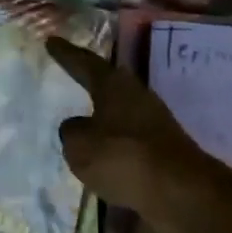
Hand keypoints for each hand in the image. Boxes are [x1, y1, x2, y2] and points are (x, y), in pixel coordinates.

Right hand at [46, 36, 225, 232]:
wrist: (180, 191)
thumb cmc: (123, 158)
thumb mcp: (80, 145)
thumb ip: (72, 131)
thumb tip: (77, 126)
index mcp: (114, 86)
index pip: (85, 63)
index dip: (66, 54)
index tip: (51, 41)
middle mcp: (136, 96)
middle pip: (109, 83)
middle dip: (90, 79)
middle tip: (72, 72)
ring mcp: (154, 122)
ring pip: (120, 112)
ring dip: (103, 115)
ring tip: (84, 120)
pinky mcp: (164, 148)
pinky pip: (130, 142)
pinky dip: (115, 146)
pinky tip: (104, 159)